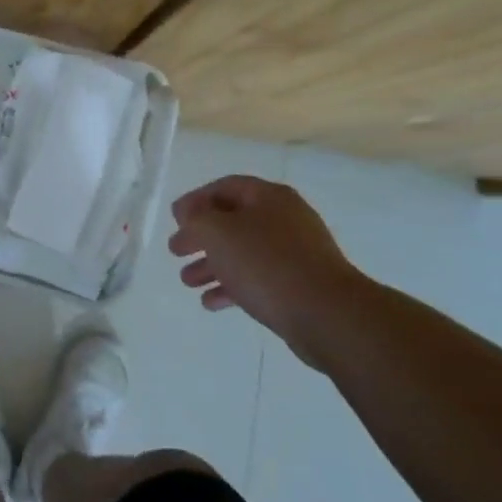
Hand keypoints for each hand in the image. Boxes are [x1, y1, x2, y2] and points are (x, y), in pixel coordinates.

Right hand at [168, 175, 363, 370]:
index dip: (196, 200)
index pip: (225, 187)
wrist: (326, 314)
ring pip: (243, 252)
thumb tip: (188, 211)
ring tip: (187, 281)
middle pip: (233, 221)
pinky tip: (211, 302)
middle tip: (176, 250)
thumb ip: (195, 217)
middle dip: (201, 236)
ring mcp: (295, 253)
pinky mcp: (299, 284)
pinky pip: (258, 278)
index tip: (174, 219)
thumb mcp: (218, 232)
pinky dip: (232, 287)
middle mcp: (284, 219)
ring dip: (212, 264)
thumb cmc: (266, 263)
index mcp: (269, 197)